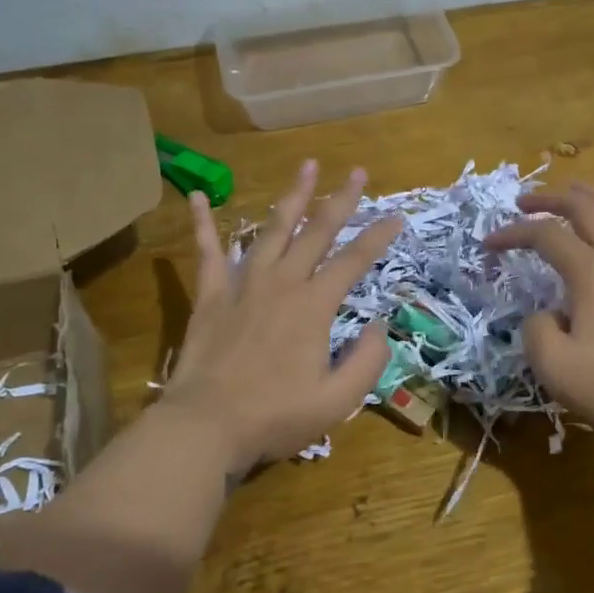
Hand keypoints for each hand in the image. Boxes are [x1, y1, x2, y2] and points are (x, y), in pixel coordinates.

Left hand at [159, 160, 398, 475]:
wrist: (206, 425)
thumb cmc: (275, 416)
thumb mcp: (338, 400)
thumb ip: (368, 361)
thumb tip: (379, 327)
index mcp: (314, 305)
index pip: (353, 261)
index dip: (378, 237)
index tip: (397, 216)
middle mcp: (282, 282)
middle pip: (317, 231)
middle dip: (341, 200)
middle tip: (357, 172)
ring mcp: (243, 284)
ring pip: (272, 229)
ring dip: (292, 197)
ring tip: (306, 167)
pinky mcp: (211, 294)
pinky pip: (207, 251)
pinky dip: (202, 223)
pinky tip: (197, 196)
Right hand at [486, 182, 593, 456]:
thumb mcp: (552, 365)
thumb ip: (535, 328)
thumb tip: (547, 314)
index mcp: (590, 272)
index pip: (544, 236)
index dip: (512, 234)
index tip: (488, 245)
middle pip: (583, 209)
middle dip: (549, 200)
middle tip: (523, 203)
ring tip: (574, 188)